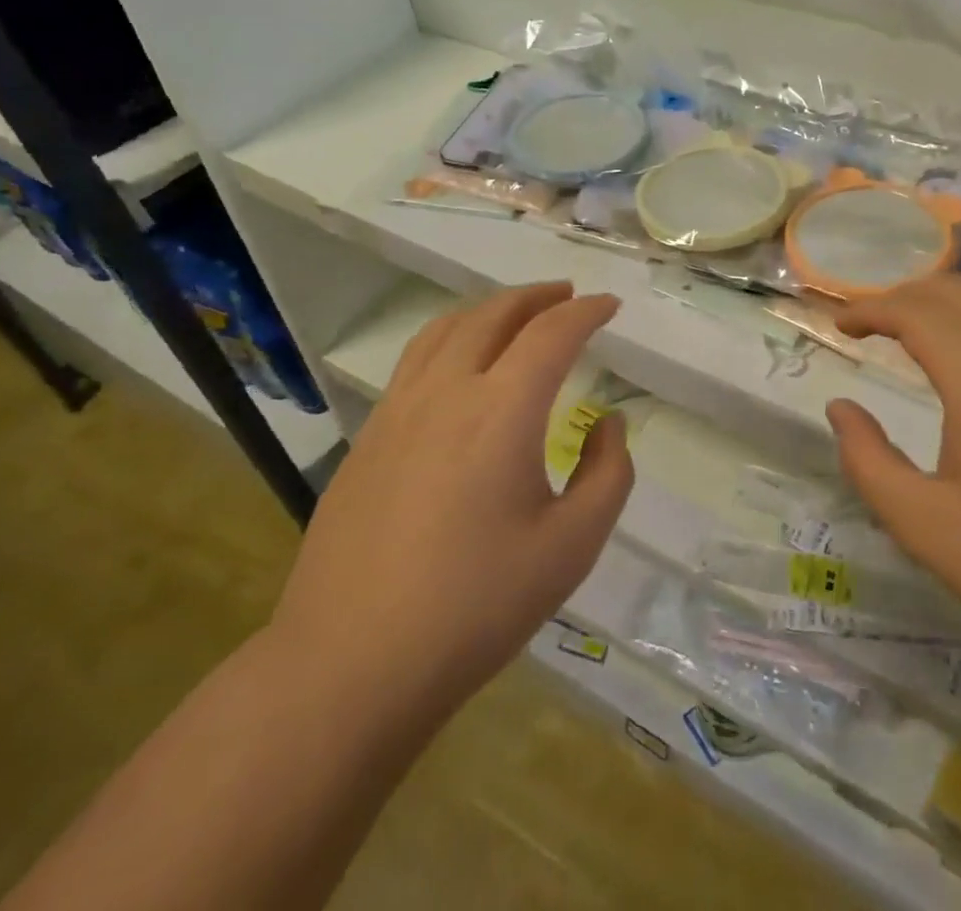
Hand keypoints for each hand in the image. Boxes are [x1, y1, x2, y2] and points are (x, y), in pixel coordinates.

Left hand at [273, 283, 630, 703]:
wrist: (350, 665)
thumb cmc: (476, 607)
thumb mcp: (571, 548)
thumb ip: (607, 475)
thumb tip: (607, 424)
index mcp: (501, 410)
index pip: (551, 333)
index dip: (586, 312)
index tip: (610, 306)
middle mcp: (447, 391)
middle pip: (494, 314)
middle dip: (537, 296)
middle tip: (567, 295)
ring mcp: (398, 411)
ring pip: (447, 329)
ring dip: (490, 309)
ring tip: (516, 314)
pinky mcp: (367, 437)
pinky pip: (416, 360)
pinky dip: (452, 337)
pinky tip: (460, 365)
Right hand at [826, 275, 960, 683]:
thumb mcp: (924, 526)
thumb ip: (867, 459)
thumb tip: (840, 408)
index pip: (915, 309)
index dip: (870, 309)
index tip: (841, 328)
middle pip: (957, 290)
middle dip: (905, 296)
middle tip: (870, 327)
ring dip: (947, 309)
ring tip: (914, 342)